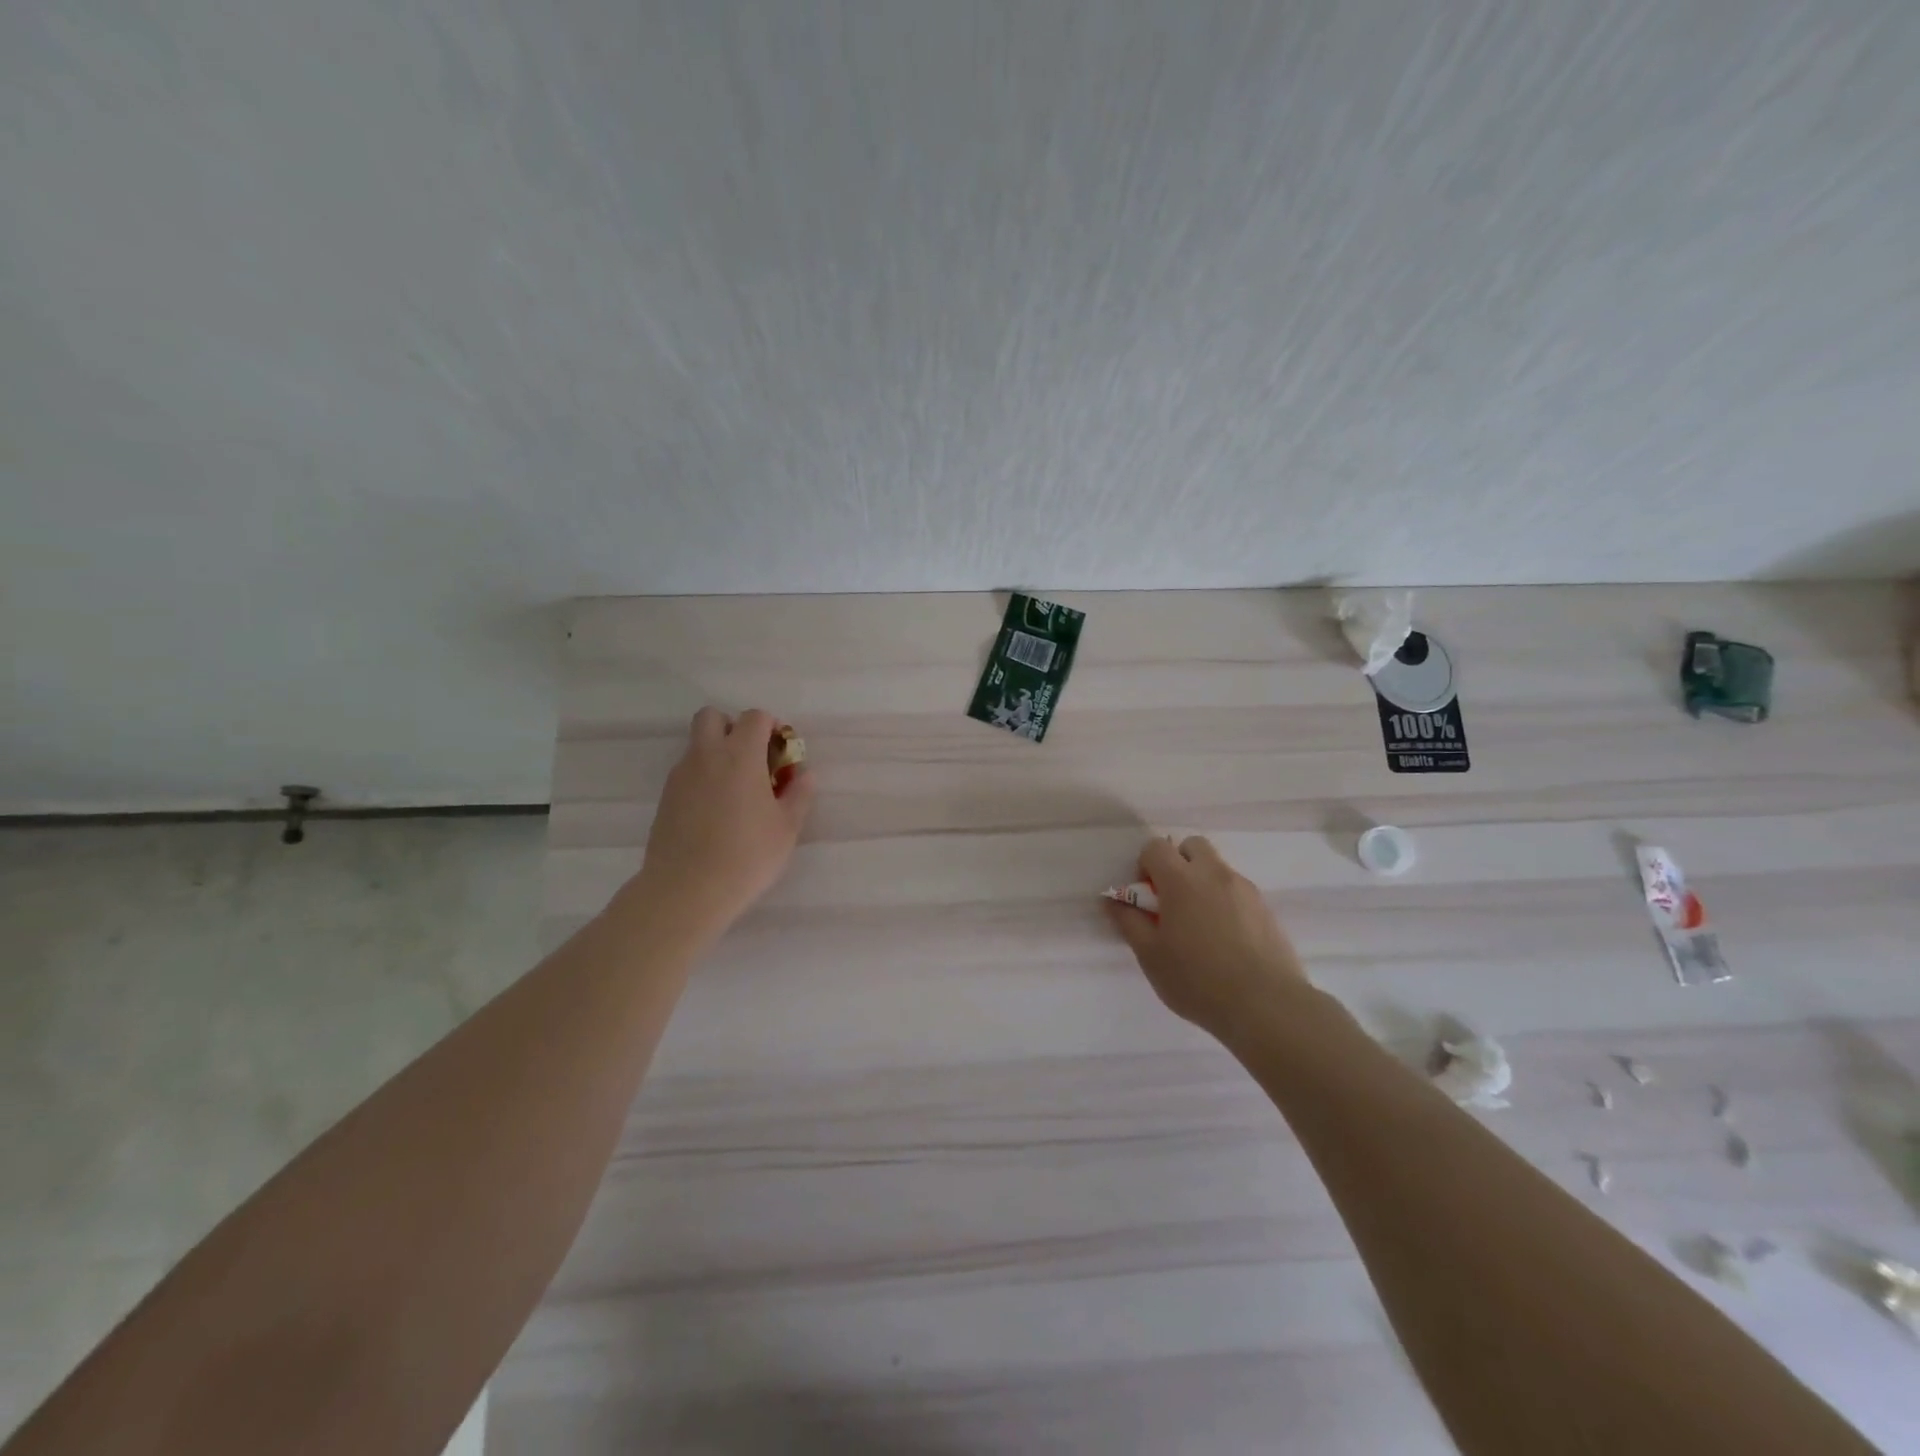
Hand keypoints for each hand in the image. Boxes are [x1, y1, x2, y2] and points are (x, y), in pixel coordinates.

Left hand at [633, 707, 814, 942]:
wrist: (687, 890)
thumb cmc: (747, 855)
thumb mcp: (787, 827)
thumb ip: (798, 794)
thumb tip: (804, 774)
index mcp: (740, 755)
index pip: (754, 717)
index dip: (771, 726)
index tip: (781, 751)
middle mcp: (706, 756)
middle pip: (712, 717)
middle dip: (732, 727)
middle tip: (751, 759)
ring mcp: (680, 776)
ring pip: (696, 745)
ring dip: (716, 754)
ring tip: (736, 792)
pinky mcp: (665, 798)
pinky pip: (686, 773)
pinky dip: (702, 778)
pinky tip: (715, 812)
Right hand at [1105, 835, 1308, 1041]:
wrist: (1266, 1005)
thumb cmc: (1197, 980)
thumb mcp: (1150, 956)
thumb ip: (1129, 922)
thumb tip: (1112, 901)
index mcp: (1181, 880)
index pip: (1155, 847)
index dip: (1145, 866)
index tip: (1147, 898)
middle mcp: (1214, 874)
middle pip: (1192, 846)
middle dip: (1178, 863)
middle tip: (1173, 902)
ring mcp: (1245, 889)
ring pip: (1217, 868)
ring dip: (1203, 883)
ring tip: (1201, 927)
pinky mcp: (1266, 908)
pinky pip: (1238, 891)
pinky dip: (1225, 902)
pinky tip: (1226, 940)